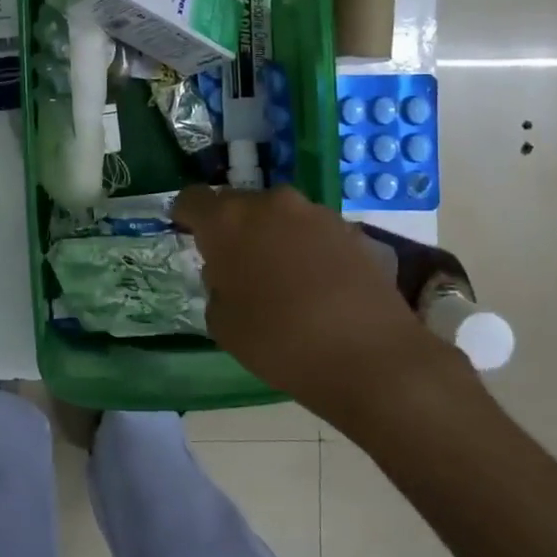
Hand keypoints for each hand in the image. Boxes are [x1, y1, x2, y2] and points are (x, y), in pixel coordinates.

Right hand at [171, 184, 459, 415]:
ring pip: (278, 216)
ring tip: (279, 277)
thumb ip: (216, 285)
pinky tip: (315, 285)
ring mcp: (315, 212)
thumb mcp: (222, 323)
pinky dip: (305, 248)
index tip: (187, 235)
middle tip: (234, 265)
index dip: (185, 216)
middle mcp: (269, 203)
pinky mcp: (351, 229)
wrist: (371, 357)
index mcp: (227, 220)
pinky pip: (312, 231)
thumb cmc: (279, 341)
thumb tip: (230, 274)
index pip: (191, 199)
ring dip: (270, 236)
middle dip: (231, 228)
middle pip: (237, 204)